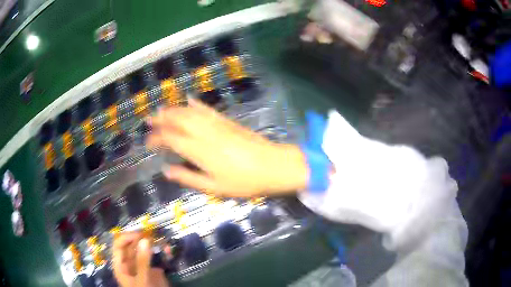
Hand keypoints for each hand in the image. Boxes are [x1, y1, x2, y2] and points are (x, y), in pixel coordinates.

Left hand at [113, 233, 169, 286]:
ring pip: (142, 249)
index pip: (119, 244)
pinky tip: (166, 249)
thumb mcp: (142, 279)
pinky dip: (158, 252)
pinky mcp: (151, 269)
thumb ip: (142, 261)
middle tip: (152, 234)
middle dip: (140, 238)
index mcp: (120, 265)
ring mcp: (140, 266)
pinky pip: (152, 257)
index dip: (128, 237)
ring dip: (149, 243)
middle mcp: (128, 263)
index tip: (141, 234)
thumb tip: (144, 239)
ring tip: (159, 239)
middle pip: (130, 245)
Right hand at [147, 99, 307, 196]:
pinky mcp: (227, 121)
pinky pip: (207, 109)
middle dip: (161, 118)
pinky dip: (196, 104)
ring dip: (174, 109)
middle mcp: (204, 133)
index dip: (156, 139)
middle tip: (149, 120)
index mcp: (199, 150)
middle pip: (178, 120)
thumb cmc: (244, 182)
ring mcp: (217, 124)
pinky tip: (189, 100)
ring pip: (190, 112)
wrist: (273, 166)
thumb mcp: (214, 187)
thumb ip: (188, 178)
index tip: (148, 144)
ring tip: (162, 110)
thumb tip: (166, 170)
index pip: (170, 139)